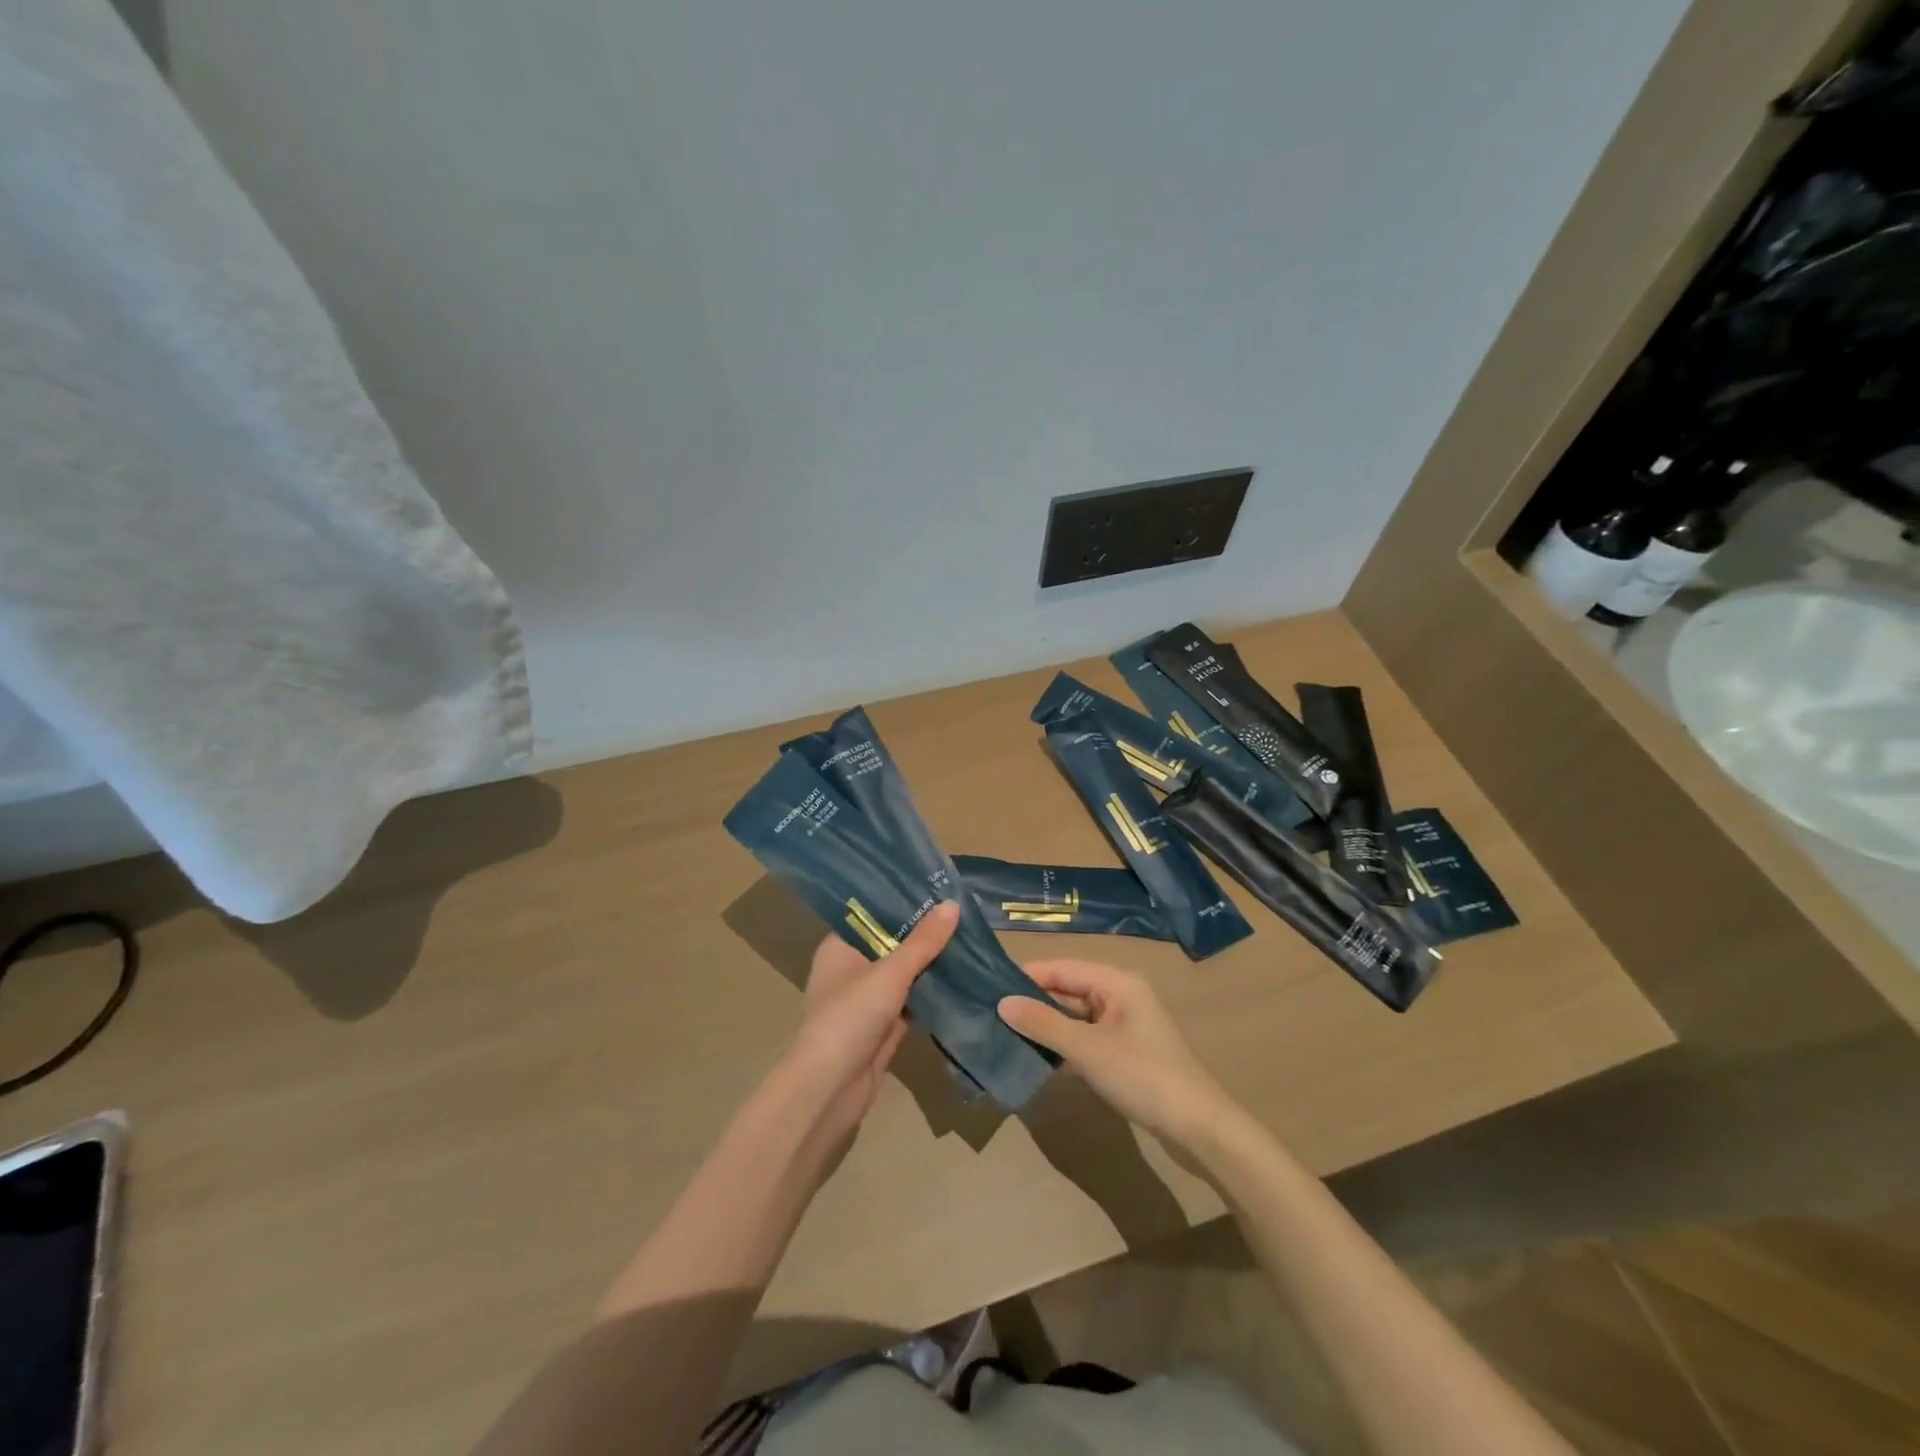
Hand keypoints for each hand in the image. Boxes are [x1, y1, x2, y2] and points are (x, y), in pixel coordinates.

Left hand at [785, 901, 957, 1138]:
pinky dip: (934, 993)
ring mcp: (868, 1000)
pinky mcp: (884, 1027)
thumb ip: (923, 942)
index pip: (873, 914)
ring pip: (905, 974)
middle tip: (964, 910)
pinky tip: (964, 978)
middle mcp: (852, 969)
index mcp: (840, 947)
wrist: (831, 1089)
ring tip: (970, 937)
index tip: (938, 887)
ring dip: (932, 963)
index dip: (903, 901)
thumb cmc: (850, 1017)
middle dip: (925, 933)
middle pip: (893, 943)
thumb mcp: (889, 973)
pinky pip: (914, 1002)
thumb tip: (952, 904)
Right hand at [999, 960, 1235, 1153]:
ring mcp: (1123, 1025)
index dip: (1026, 976)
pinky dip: (1062, 1046)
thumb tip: (1002, 1003)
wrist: (1199, 1128)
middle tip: (990, 1014)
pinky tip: (1034, 1058)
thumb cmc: (1143, 1076)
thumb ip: (1044, 1024)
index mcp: (1116, 981)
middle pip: (1067, 990)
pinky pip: (1084, 1039)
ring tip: (1003, 1035)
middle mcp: (1119, 995)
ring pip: (1074, 1016)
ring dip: (1045, 1026)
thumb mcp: (1088, 1049)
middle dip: (1032, 1002)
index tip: (987, 988)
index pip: (1061, 967)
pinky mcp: (1124, 1053)